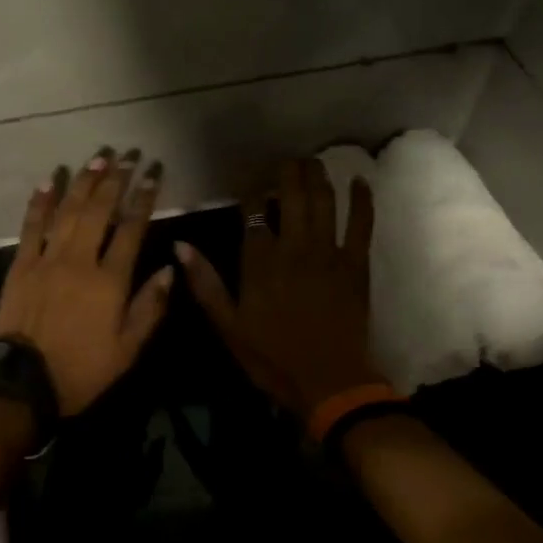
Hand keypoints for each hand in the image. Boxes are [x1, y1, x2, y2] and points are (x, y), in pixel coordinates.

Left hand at [0, 149, 173, 416]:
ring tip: (96, 159)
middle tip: (126, 155)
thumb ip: (150, 307)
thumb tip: (170, 268)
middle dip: (115, 180)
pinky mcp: (21, 265)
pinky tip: (48, 182)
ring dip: (83, 183)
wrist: (20, 383)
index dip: (144, 198)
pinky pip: (32, 226)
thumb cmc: (80, 371)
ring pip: (68, 211)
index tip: (153, 173)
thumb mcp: (127, 350)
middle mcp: (80, 260)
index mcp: (109, 281)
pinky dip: (40, 202)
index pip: (131, 229)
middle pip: (99, 210)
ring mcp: (47, 259)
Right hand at [178, 158, 380, 423]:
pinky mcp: (356, 265)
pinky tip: (361, 181)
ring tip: (314, 161)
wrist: (330, 383)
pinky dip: (362, 201)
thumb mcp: (228, 326)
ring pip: (324, 202)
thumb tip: (180, 246)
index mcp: (260, 261)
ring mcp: (328, 253)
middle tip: (287, 158)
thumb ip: (205, 283)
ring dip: (319, 177)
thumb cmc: (273, 358)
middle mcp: (294, 247)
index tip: (250, 181)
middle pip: (291, 196)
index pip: (253, 212)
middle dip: (288, 172)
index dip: (251, 191)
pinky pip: (362, 225)